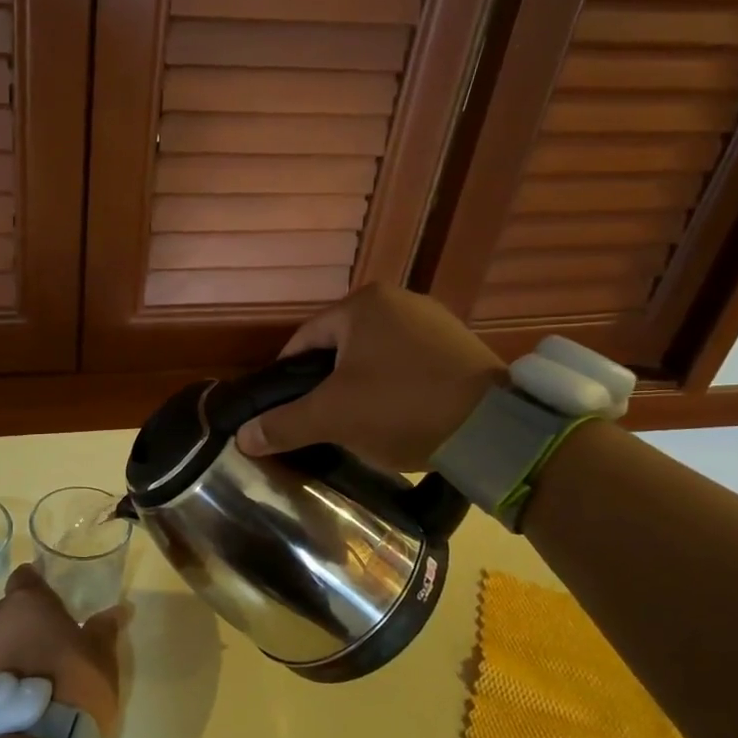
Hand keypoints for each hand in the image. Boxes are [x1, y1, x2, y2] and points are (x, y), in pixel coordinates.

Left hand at [0, 565, 125, 736]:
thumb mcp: (102, 658)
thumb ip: (104, 629)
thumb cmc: (73, 687)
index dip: (37, 588)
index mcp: (26, 604)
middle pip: (5, 614)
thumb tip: (118, 610)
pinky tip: (8, 709)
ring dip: (4, 657)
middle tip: (46, 650)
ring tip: (26, 685)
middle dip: (22, 627)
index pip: (24, 578)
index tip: (51, 603)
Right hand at [236, 284, 504, 471]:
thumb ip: (284, 423)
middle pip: (340, 347)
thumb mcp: (332, 417)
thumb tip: (242, 437)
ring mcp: (435, 321)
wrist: (494, 429)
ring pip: (375, 356)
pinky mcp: (460, 346)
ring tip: (357, 424)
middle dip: (326, 383)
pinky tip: (396, 416)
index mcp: (363, 304)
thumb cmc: (400, 407)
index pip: (304, 340)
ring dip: (360, 385)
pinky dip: (394, 386)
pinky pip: (409, 363)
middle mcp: (399, 300)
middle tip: (320, 420)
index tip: (284, 410)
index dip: (287, 377)